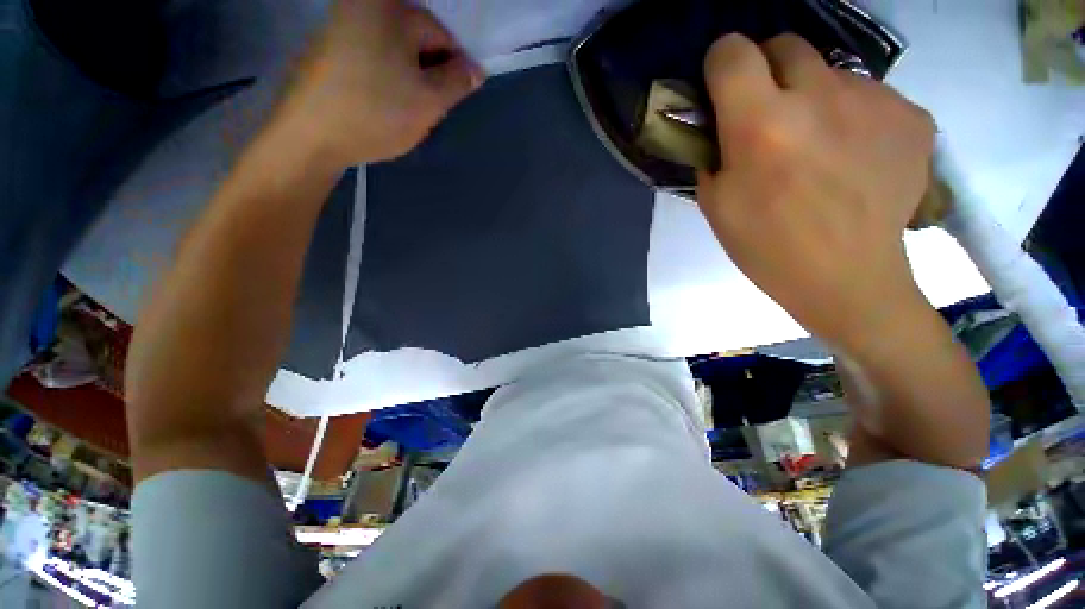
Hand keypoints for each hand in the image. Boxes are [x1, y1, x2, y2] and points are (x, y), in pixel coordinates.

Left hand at [277, 0, 483, 165]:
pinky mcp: (326, 46)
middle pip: (417, 40)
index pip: (442, 36)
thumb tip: (476, 70)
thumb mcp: (430, 101)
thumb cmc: (377, 113)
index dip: (452, 71)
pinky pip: (371, 57)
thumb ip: (458, 82)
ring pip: (395, 51)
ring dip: (407, 79)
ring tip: (400, 110)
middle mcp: (363, 4)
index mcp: (391, 8)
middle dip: (428, 75)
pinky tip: (379, 104)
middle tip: (422, 109)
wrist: (311, 136)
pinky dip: (383, 79)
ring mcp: (340, 23)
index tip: (445, 102)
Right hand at [696, 34, 936, 350]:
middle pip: (785, 43)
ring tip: (817, 146)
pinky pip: (869, 97)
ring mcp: (874, 101)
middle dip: (767, 69)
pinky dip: (853, 117)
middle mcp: (819, 96)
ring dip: (814, 98)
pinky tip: (853, 157)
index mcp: (760, 125)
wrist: (846, 278)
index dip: (721, 63)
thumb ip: (712, 153)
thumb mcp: (715, 204)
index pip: (732, 51)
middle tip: (768, 112)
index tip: (722, 88)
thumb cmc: (766, 247)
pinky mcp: (911, 115)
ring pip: (831, 72)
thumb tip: (721, 122)